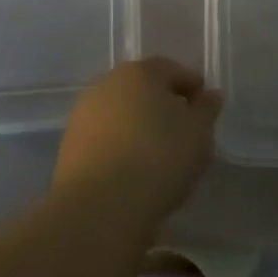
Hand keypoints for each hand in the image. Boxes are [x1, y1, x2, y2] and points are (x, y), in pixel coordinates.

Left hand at [54, 58, 221, 218]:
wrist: (99, 206)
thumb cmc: (158, 157)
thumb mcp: (198, 132)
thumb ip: (206, 109)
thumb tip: (208, 95)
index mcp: (140, 71)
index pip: (172, 70)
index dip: (193, 87)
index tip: (206, 109)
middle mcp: (107, 84)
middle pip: (144, 90)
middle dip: (164, 107)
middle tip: (185, 133)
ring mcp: (84, 115)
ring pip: (122, 115)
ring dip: (140, 128)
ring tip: (161, 158)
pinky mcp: (69, 147)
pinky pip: (106, 140)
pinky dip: (122, 148)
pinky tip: (135, 171)